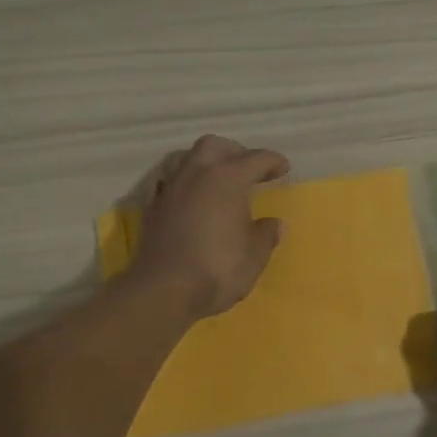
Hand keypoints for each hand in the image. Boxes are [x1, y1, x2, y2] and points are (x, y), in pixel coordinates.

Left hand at [129, 135, 289, 318]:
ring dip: (206, 165)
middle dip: (234, 152)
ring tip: (219, 184)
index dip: (273, 162)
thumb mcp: (255, 255)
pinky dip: (186, 186)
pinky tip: (194, 203)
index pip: (256, 159)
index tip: (284, 169)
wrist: (163, 291)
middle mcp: (196, 174)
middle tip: (248, 170)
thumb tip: (273, 224)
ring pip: (188, 159)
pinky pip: (171, 184)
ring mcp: (170, 189)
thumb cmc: (218, 268)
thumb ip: (266, 234)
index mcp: (227, 178)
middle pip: (215, 146)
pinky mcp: (153, 209)